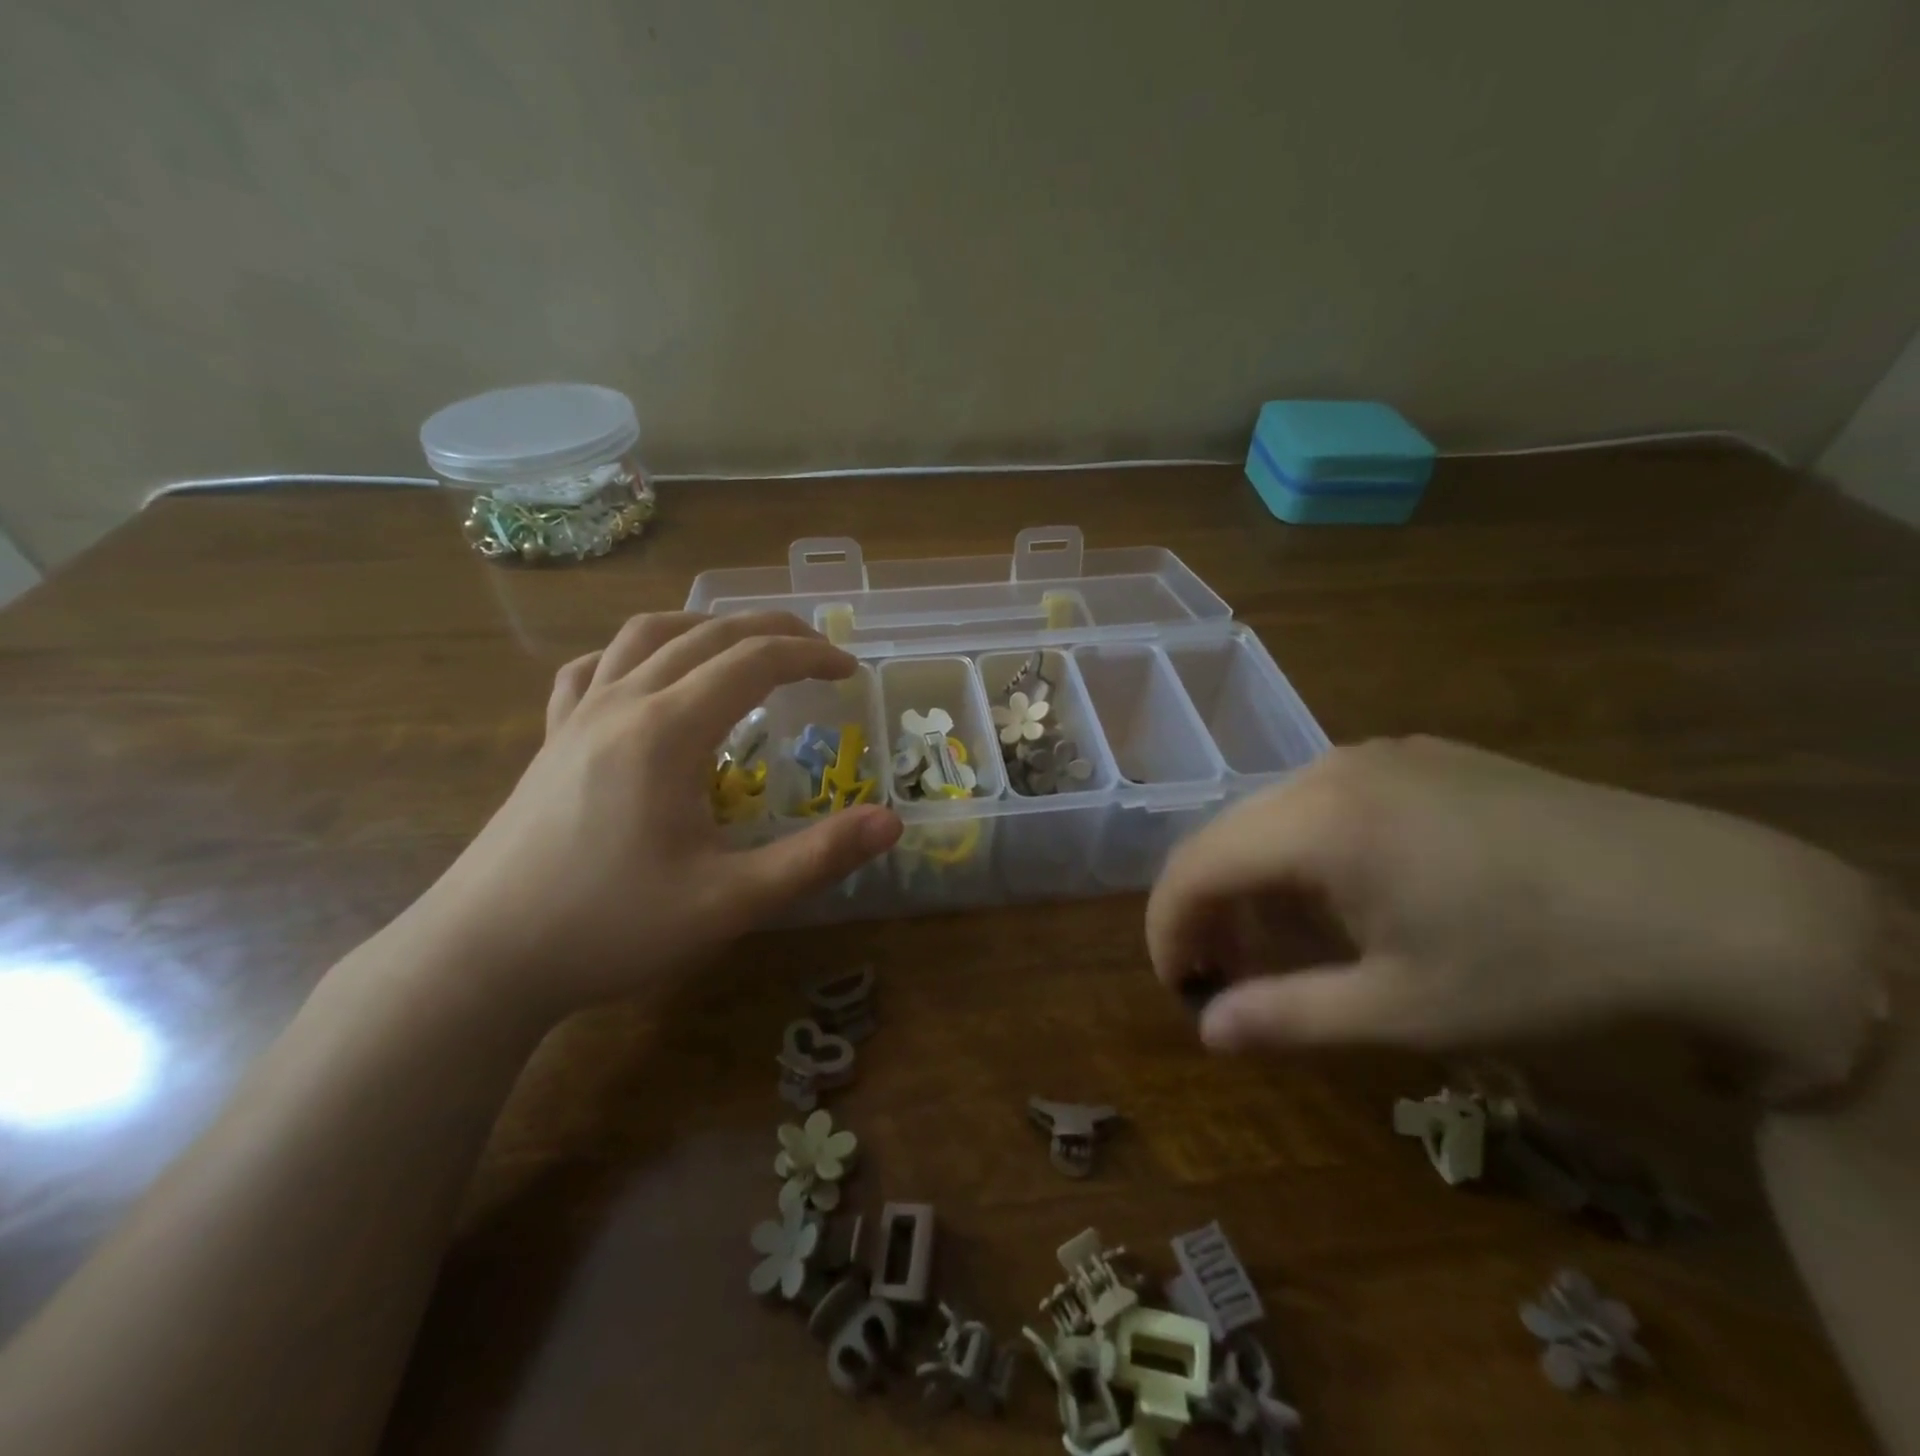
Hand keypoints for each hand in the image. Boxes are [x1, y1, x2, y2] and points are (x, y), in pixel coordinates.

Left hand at [415, 611, 900, 1020]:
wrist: (480, 959)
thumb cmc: (610, 928)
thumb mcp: (730, 902)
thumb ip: (816, 858)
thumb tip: (891, 822)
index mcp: (668, 730)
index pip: (754, 662)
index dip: (811, 656)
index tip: (849, 671)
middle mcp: (623, 703)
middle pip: (707, 635)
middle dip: (771, 631)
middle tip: (817, 650)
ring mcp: (578, 716)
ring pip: (646, 635)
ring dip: (706, 627)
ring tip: (744, 646)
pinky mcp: (551, 740)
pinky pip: (594, 669)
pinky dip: (636, 653)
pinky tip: (647, 675)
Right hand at [1146, 736, 1889, 1097]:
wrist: (1705, 903)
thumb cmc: (1538, 965)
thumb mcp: (1404, 1010)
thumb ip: (1287, 1017)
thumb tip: (1206, 1031)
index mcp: (1318, 823)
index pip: (1195, 864)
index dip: (1167, 926)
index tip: (1176, 983)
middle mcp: (1330, 770)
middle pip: (1226, 834)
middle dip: (1207, 906)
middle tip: (1224, 974)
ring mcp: (1375, 754)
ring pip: (1271, 814)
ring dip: (1255, 878)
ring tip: (1283, 942)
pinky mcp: (1416, 756)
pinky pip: (1323, 800)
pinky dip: (1302, 851)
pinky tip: (1345, 896)